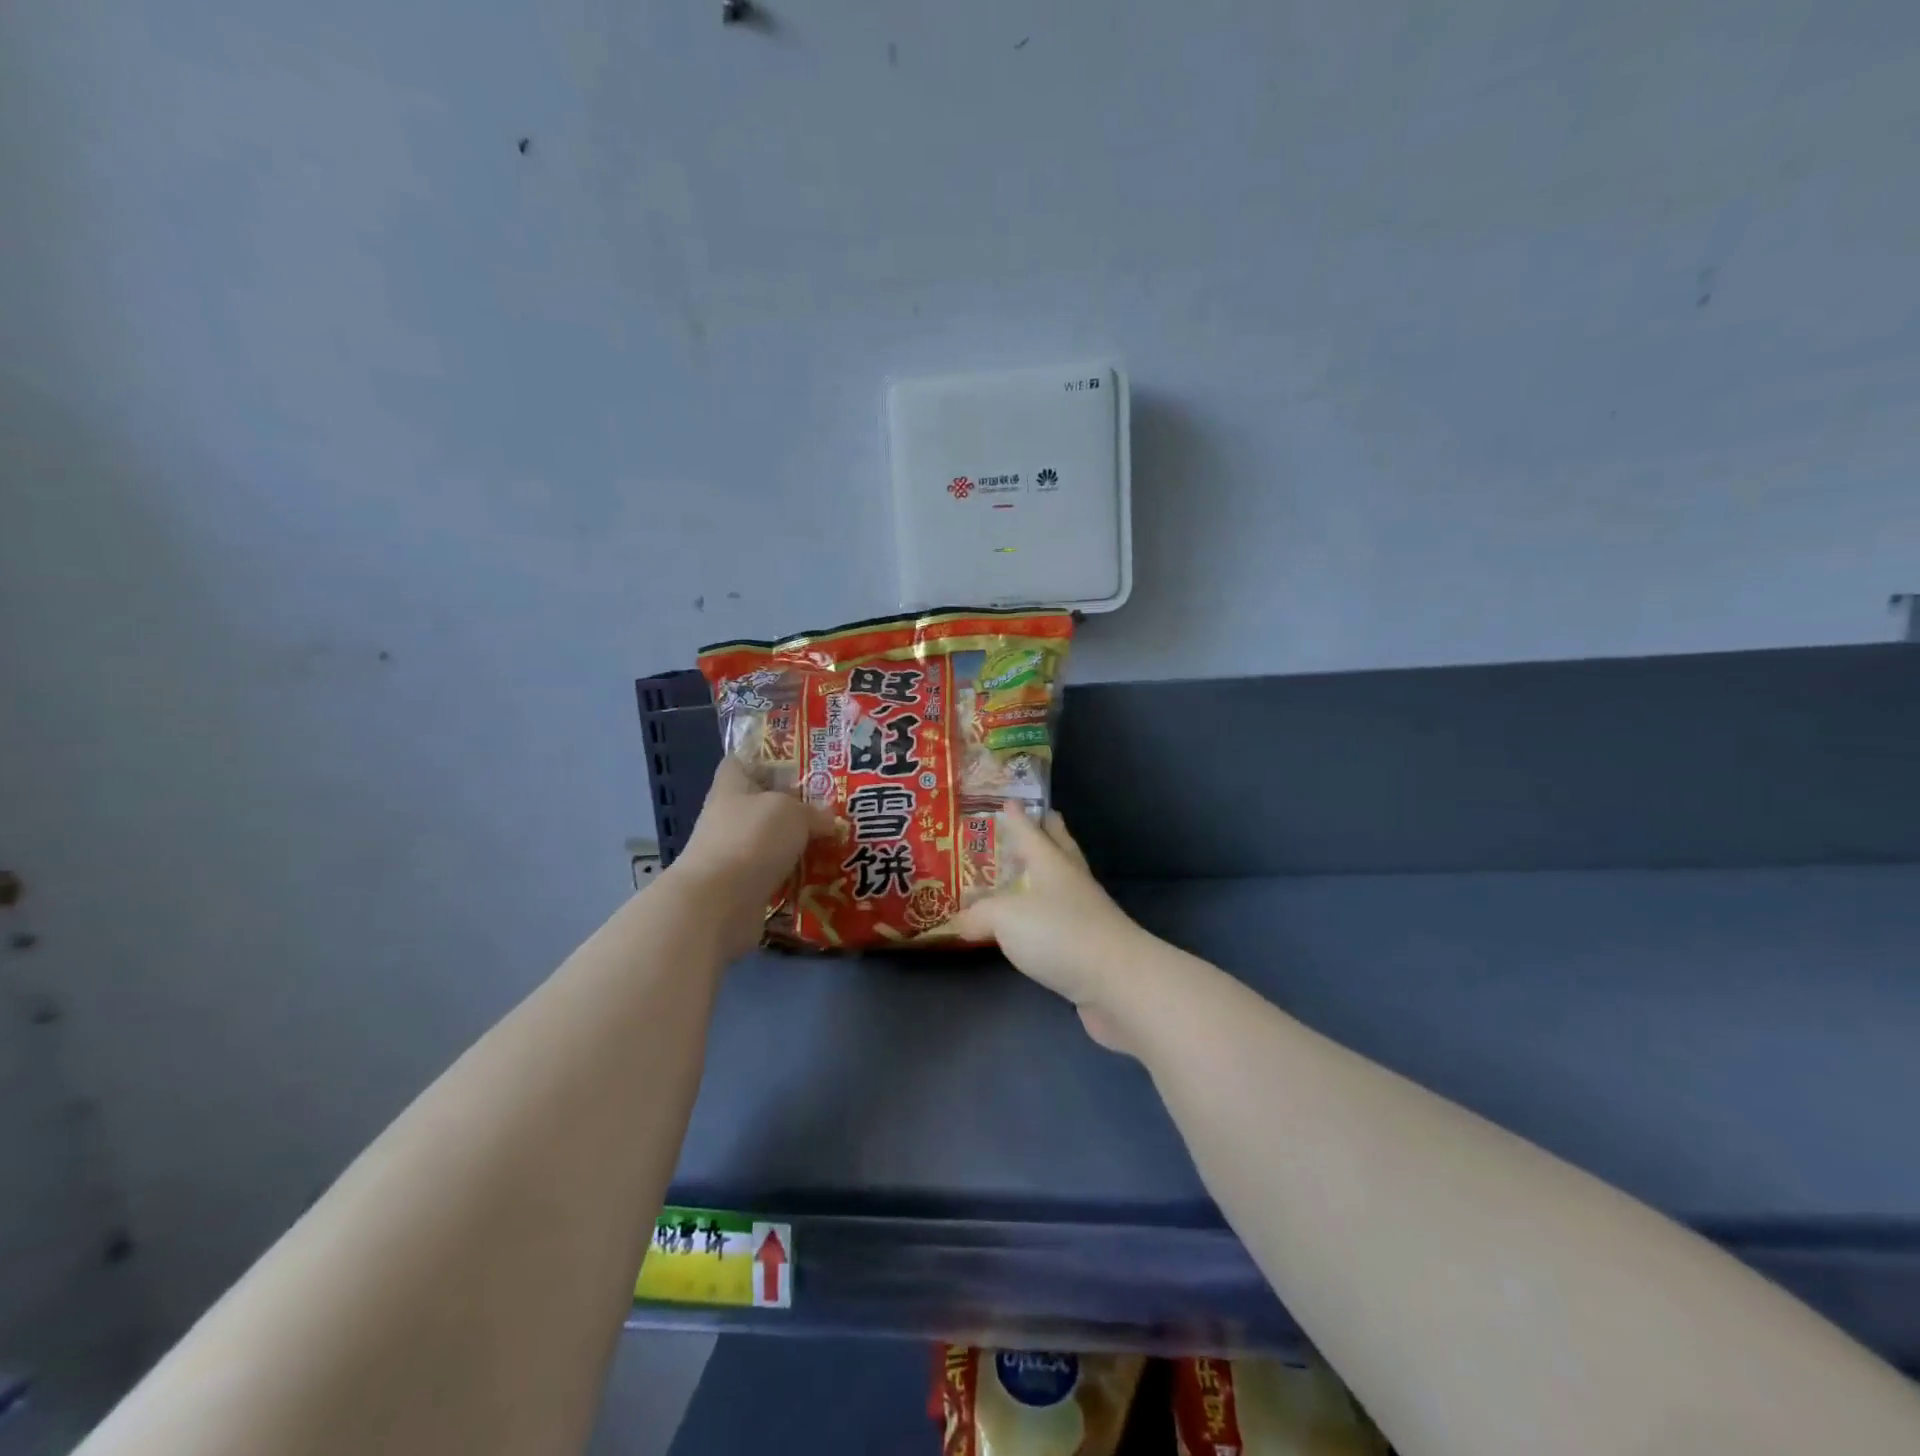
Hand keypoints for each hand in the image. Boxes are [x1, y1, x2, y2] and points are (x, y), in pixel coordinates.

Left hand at [671, 759, 835, 958]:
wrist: (718, 905)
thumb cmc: (751, 840)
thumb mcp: (792, 812)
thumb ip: (814, 812)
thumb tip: (829, 823)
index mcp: (733, 785)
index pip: (745, 760)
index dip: (771, 758)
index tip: (805, 762)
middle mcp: (730, 816)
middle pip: (765, 803)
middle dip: (797, 806)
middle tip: (835, 806)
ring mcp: (734, 853)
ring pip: (773, 841)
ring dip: (799, 844)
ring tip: (837, 841)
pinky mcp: (743, 887)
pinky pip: (776, 874)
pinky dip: (796, 875)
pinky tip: (824, 874)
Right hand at [943, 807, 1150, 1052]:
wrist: (1116, 982)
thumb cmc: (1059, 934)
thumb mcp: (1005, 918)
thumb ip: (979, 915)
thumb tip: (960, 920)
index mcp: (1052, 863)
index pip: (1031, 831)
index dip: (1018, 816)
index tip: (1009, 800)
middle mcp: (1071, 881)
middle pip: (1060, 848)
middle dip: (1048, 832)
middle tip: (1037, 818)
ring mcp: (1085, 913)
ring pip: (1063, 882)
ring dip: (1048, 872)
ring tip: (1029, 869)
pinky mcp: (1090, 945)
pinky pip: (1062, 918)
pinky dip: (1048, 913)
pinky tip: (1036, 922)